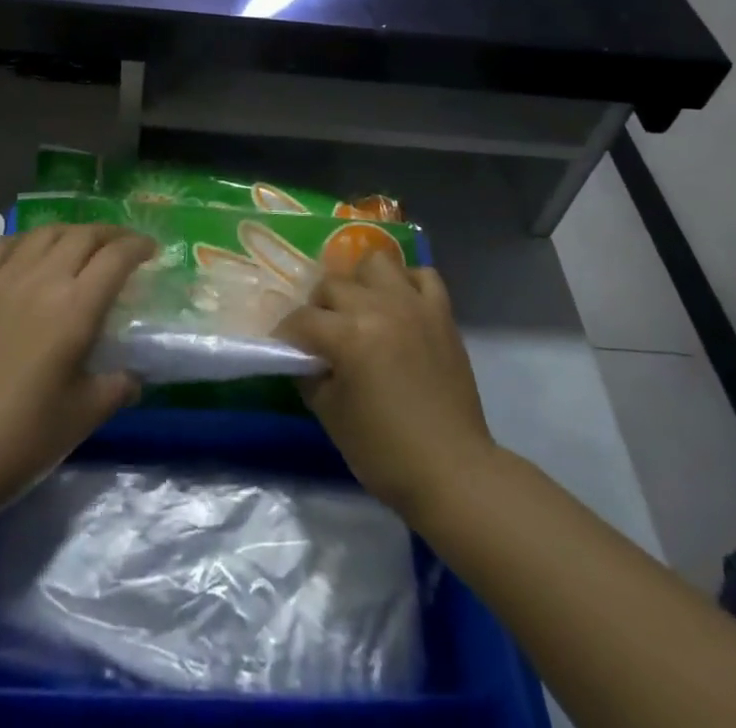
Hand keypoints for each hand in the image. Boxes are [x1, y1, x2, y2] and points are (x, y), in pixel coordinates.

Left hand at [0, 225, 150, 512]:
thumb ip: (117, 387)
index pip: (116, 257)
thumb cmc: (22, 438)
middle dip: (110, 234)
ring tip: (80, 245)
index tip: (151, 250)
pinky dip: (25, 241)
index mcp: (76, 307)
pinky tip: (29, 253)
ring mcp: (3, 280)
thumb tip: (132, 377)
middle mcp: (42, 280)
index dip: (138, 246)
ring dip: (71, 232)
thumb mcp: (84, 416)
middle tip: (122, 246)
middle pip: (83, 235)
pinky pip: (3, 247)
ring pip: (44, 233)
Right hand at [275, 250, 496, 520]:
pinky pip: (423, 276)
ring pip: (376, 264)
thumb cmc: (386, 452)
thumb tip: (304, 356)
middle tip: (320, 335)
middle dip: (318, 308)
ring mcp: (414, 306)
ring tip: (360, 310)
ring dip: (360, 283)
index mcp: (348, 335)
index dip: (286, 334)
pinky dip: (406, 283)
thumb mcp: (331, 416)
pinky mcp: (442, 314)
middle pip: (332, 285)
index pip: (302, 320)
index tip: (283, 347)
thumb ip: (310, 375)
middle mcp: (379, 307)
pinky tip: (398, 306)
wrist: (453, 472)